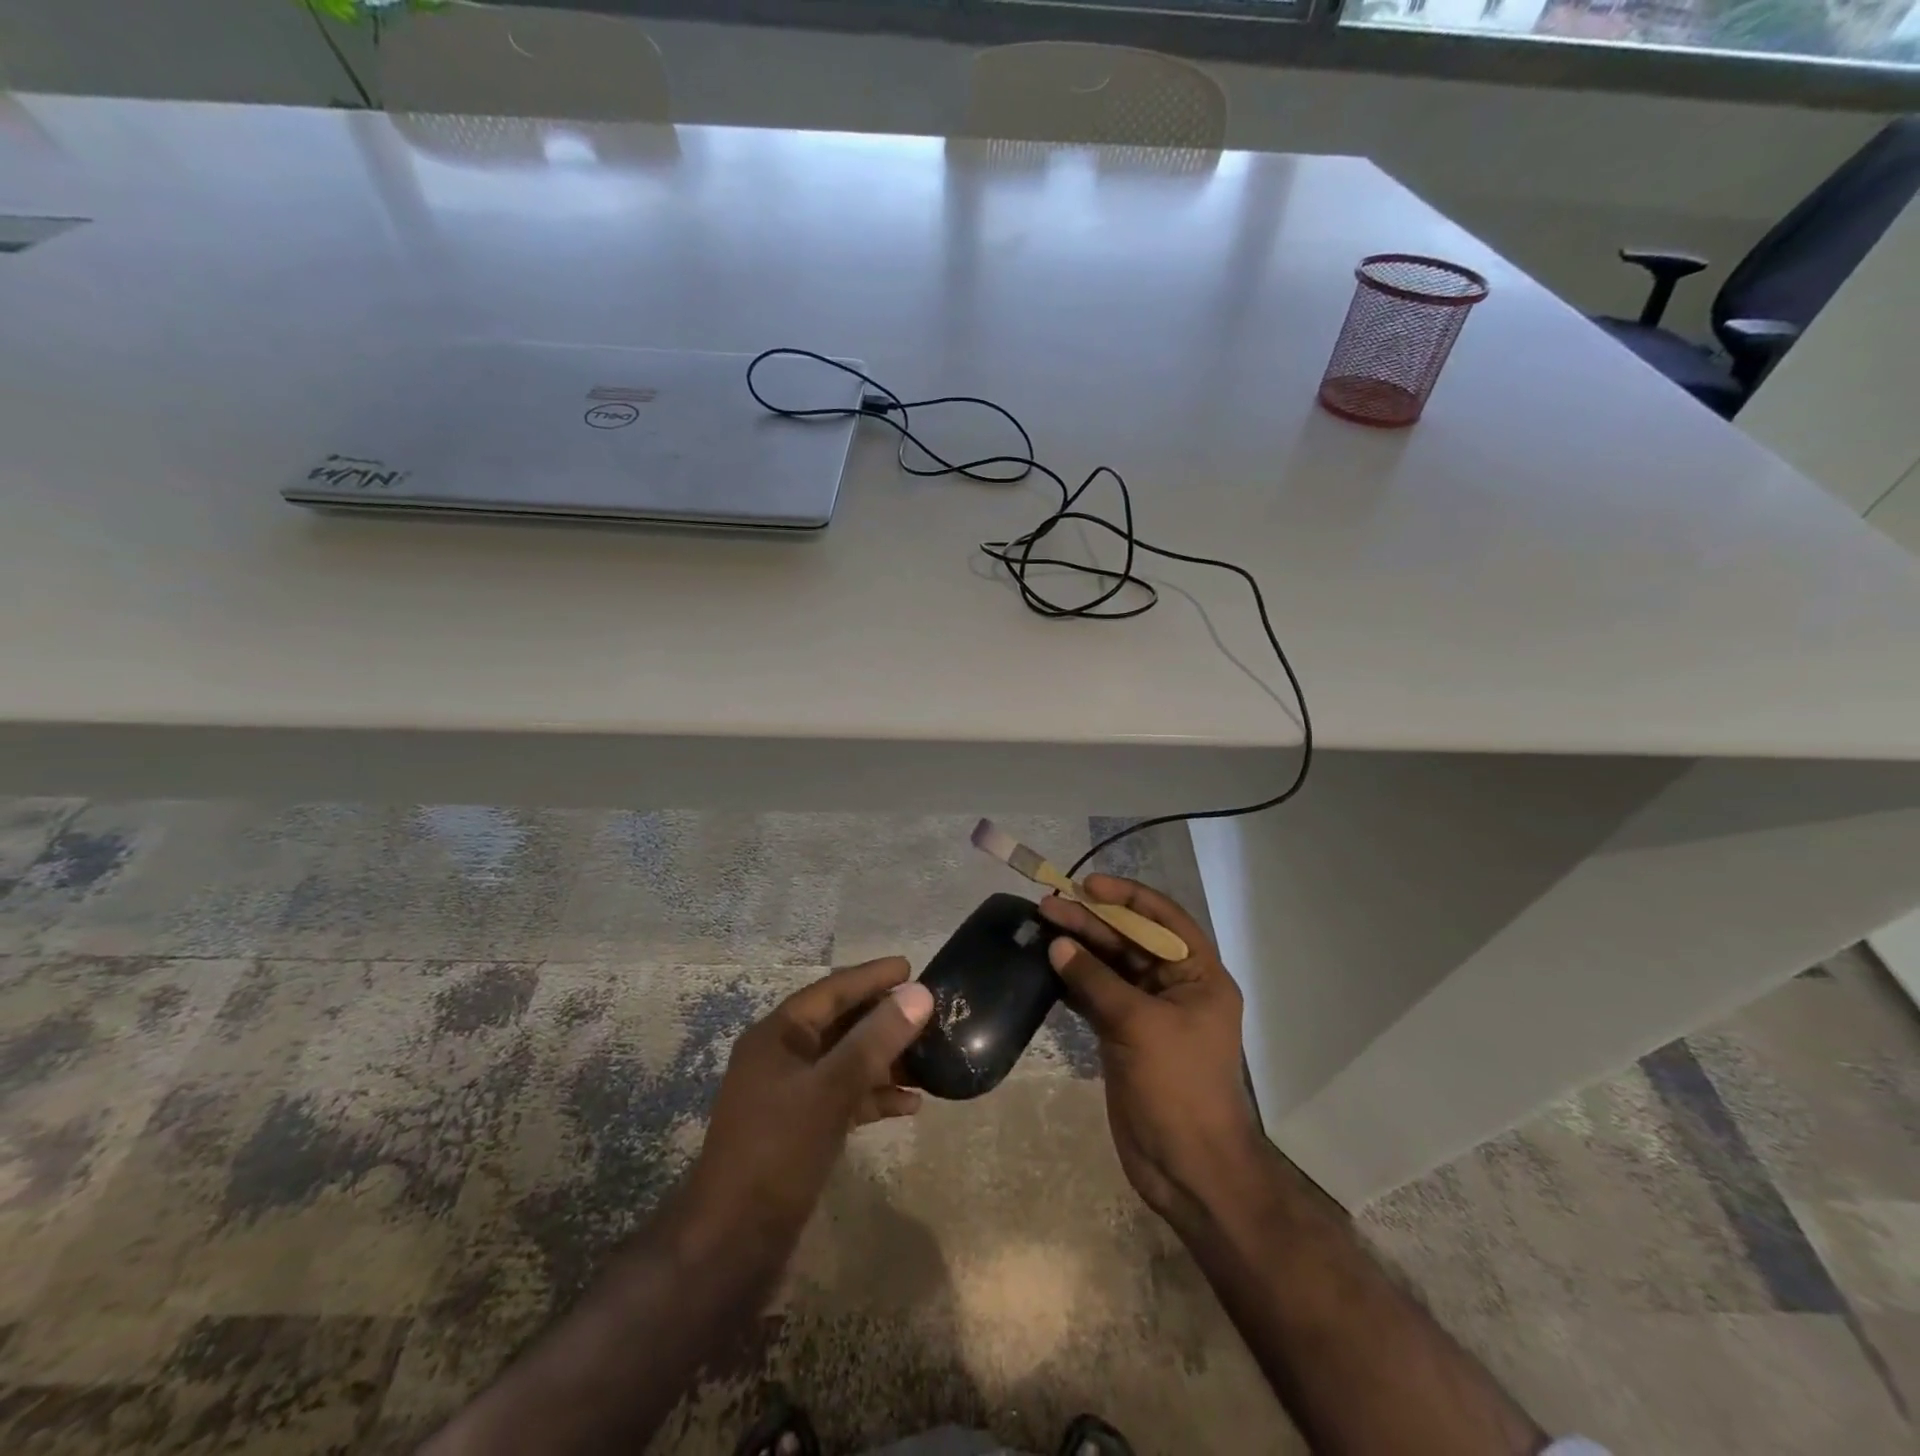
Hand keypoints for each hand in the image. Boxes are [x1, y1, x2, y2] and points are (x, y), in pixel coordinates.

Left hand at [687, 959, 933, 1239]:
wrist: (732, 1243)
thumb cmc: (778, 1151)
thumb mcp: (832, 1089)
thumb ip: (876, 1039)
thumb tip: (919, 994)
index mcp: (778, 1035)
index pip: (832, 990)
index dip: (872, 977)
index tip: (911, 968)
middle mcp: (782, 1056)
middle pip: (841, 1024)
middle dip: (884, 1018)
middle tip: (929, 1012)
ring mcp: (790, 1095)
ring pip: (846, 1061)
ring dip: (885, 1059)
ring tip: (929, 1057)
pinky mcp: (801, 1128)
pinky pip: (844, 1097)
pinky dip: (874, 1097)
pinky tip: (910, 1105)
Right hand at [1039, 877, 1263, 1225]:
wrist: (1188, 1168)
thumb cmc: (1178, 1087)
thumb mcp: (1139, 1025)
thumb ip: (1096, 981)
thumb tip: (1057, 945)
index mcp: (1198, 976)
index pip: (1162, 920)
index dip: (1126, 897)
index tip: (1087, 885)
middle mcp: (1175, 986)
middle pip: (1130, 941)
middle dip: (1092, 922)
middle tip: (1048, 907)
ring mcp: (1147, 1012)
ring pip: (1109, 967)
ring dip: (1078, 948)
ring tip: (1040, 927)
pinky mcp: (1123, 1035)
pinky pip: (1096, 995)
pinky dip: (1072, 980)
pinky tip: (1045, 965)